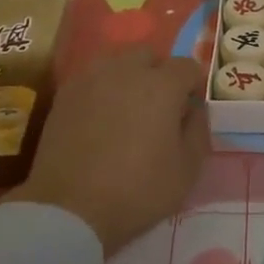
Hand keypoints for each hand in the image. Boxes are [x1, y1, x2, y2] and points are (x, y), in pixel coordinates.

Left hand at [1, 49, 209, 257]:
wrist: (69, 208)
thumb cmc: (137, 191)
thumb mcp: (187, 170)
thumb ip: (197, 130)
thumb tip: (193, 110)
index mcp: (162, 85)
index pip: (187, 66)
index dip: (192, 86)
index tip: (187, 111)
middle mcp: (127, 70)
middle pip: (149, 56)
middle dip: (158, 74)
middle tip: (156, 109)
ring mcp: (92, 78)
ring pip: (117, 62)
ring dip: (128, 77)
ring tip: (126, 110)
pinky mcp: (65, 93)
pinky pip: (92, 78)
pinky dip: (101, 90)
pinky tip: (99, 118)